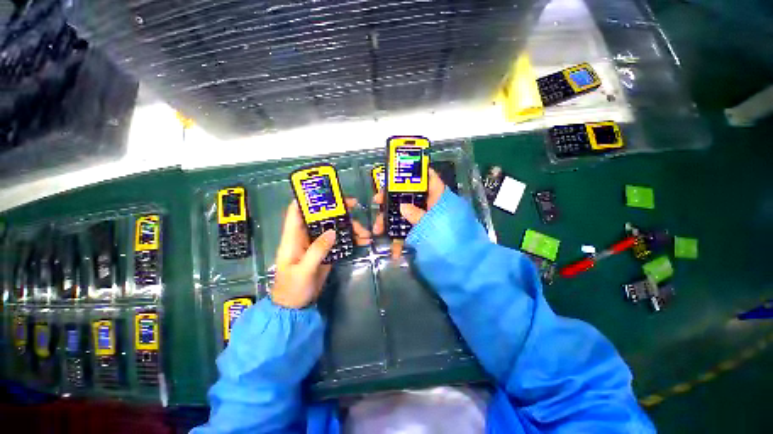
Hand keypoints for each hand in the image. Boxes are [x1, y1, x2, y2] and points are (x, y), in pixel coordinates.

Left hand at [271, 198, 371, 308]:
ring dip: (349, 227)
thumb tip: (333, 231)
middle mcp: (306, 236)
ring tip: (364, 232)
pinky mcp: (327, 251)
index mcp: (293, 237)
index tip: (326, 192)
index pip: (297, 211)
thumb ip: (317, 250)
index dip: (308, 198)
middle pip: (321, 216)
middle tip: (354, 206)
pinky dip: (351, 239)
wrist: (296, 307)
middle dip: (338, 210)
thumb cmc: (293, 288)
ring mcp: (318, 243)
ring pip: (334, 227)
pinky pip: (340, 240)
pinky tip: (363, 240)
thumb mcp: (303, 270)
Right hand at [372, 168, 445, 256]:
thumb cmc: (451, 239)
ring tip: (378, 230)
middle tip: (377, 201)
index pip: (428, 177)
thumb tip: (402, 206)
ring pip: (405, 214)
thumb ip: (417, 215)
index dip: (415, 171)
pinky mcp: (421, 232)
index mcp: (438, 198)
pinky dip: (400, 240)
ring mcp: (425, 219)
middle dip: (392, 199)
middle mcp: (431, 206)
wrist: (462, 263)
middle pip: (410, 195)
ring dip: (390, 221)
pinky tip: (394, 252)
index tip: (396, 173)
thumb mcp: (433, 224)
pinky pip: (408, 231)